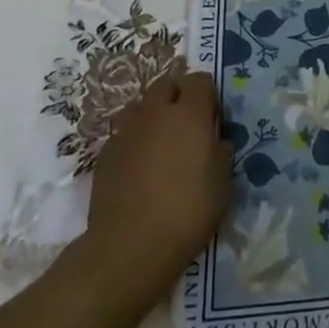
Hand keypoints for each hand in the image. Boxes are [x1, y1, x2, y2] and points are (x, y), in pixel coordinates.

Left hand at [78, 70, 231, 317]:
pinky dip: (136, 139)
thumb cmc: (187, 212)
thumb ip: (220, 150)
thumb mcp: (222, 183)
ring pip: (142, 105)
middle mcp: (156, 112)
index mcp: (189, 113)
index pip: (200, 80)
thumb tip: (214, 140)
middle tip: (188, 126)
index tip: (213, 121)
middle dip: (179, 95)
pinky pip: (125, 132)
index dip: (209, 96)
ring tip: (162, 144)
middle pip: (167, 84)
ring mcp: (127, 130)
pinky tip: (140, 167)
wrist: (129, 248)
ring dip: (154, 115)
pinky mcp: (106, 153)